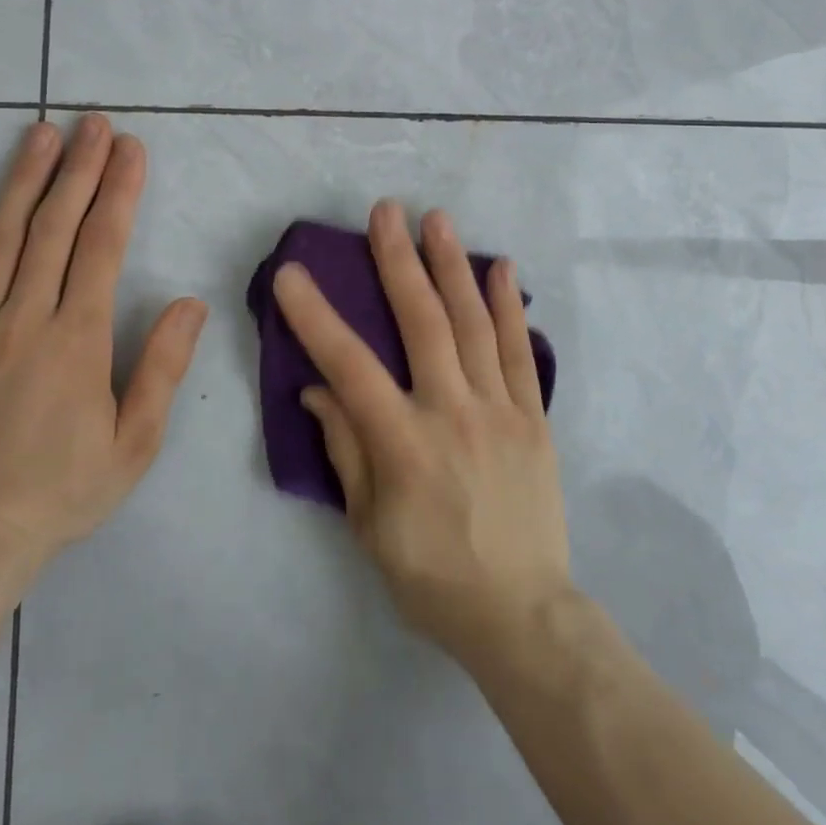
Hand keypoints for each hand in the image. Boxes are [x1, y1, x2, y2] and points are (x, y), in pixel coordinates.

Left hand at [0, 113, 208, 566]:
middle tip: (93, 124)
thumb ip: (162, 368)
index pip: (102, 247)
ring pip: (0, 239)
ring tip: (41, 134)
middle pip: (53, 228)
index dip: (120, 192)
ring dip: (24, 180)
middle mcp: (23, 319)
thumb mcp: (134, 444)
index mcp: (76, 340)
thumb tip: (190, 303)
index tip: (131, 150)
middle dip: (79, 169)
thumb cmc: (61, 491)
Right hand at [273, 201, 571, 664]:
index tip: (291, 274)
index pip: (350, 366)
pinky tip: (502, 268)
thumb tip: (318, 391)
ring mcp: (500, 410)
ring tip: (438, 219)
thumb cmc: (432, 576)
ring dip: (453, 266)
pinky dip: (510, 307)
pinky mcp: (534, 417)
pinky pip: (521, 353)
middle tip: (386, 211)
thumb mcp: (370, 527)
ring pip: (474, 324)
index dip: (317, 318)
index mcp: (405, 444)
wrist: (523, 613)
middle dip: (399, 261)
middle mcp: (453, 413)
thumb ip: (346, 450)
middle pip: (423, 323)